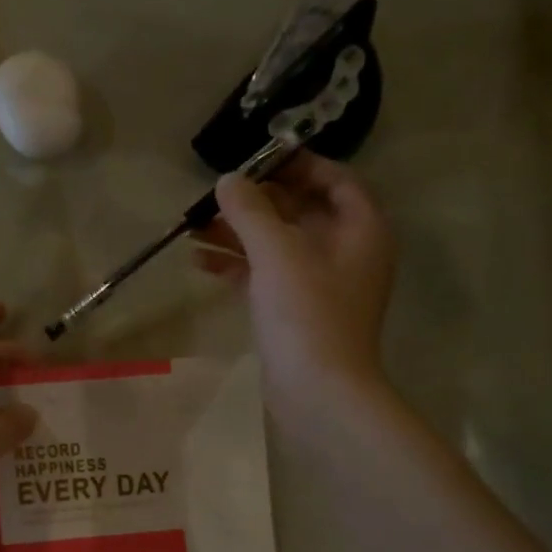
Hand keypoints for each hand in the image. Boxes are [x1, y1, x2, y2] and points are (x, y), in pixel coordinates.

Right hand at [196, 157, 395, 427]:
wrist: (318, 392)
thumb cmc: (307, 314)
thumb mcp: (277, 252)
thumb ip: (250, 210)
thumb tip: (227, 179)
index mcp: (359, 228)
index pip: (333, 179)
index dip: (296, 164)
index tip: (254, 160)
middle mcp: (344, 251)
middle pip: (298, 211)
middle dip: (254, 202)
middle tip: (213, 195)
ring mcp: (318, 283)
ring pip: (276, 244)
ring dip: (237, 234)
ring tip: (192, 227)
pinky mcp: (294, 310)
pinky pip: (264, 275)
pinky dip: (235, 265)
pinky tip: (199, 261)